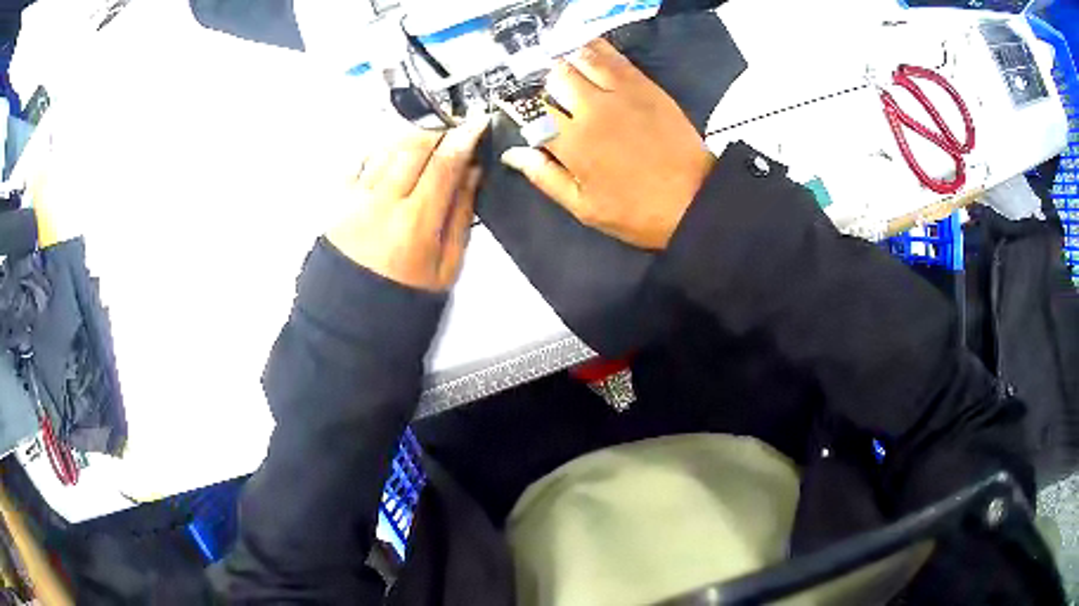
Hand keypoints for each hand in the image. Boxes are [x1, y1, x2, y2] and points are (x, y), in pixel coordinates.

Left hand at [327, 116, 487, 291]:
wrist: (352, 315)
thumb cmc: (405, 294)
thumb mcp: (447, 264)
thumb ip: (461, 214)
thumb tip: (472, 172)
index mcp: (416, 223)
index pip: (444, 164)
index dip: (464, 138)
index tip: (477, 123)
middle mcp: (383, 203)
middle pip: (413, 145)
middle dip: (438, 127)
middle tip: (453, 125)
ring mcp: (355, 198)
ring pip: (387, 147)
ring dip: (410, 134)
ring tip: (426, 137)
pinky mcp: (337, 199)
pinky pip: (359, 159)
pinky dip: (379, 148)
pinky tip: (392, 152)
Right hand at [501, 38, 714, 249]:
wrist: (693, 199)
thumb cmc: (636, 211)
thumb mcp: (584, 207)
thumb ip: (545, 177)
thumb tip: (512, 153)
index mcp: (572, 143)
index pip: (533, 111)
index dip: (524, 109)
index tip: (525, 112)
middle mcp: (591, 109)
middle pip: (555, 77)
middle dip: (548, 84)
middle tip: (554, 95)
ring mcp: (619, 92)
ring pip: (580, 59)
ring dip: (569, 63)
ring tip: (570, 73)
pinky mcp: (644, 85)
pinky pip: (612, 56)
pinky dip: (595, 51)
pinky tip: (589, 55)